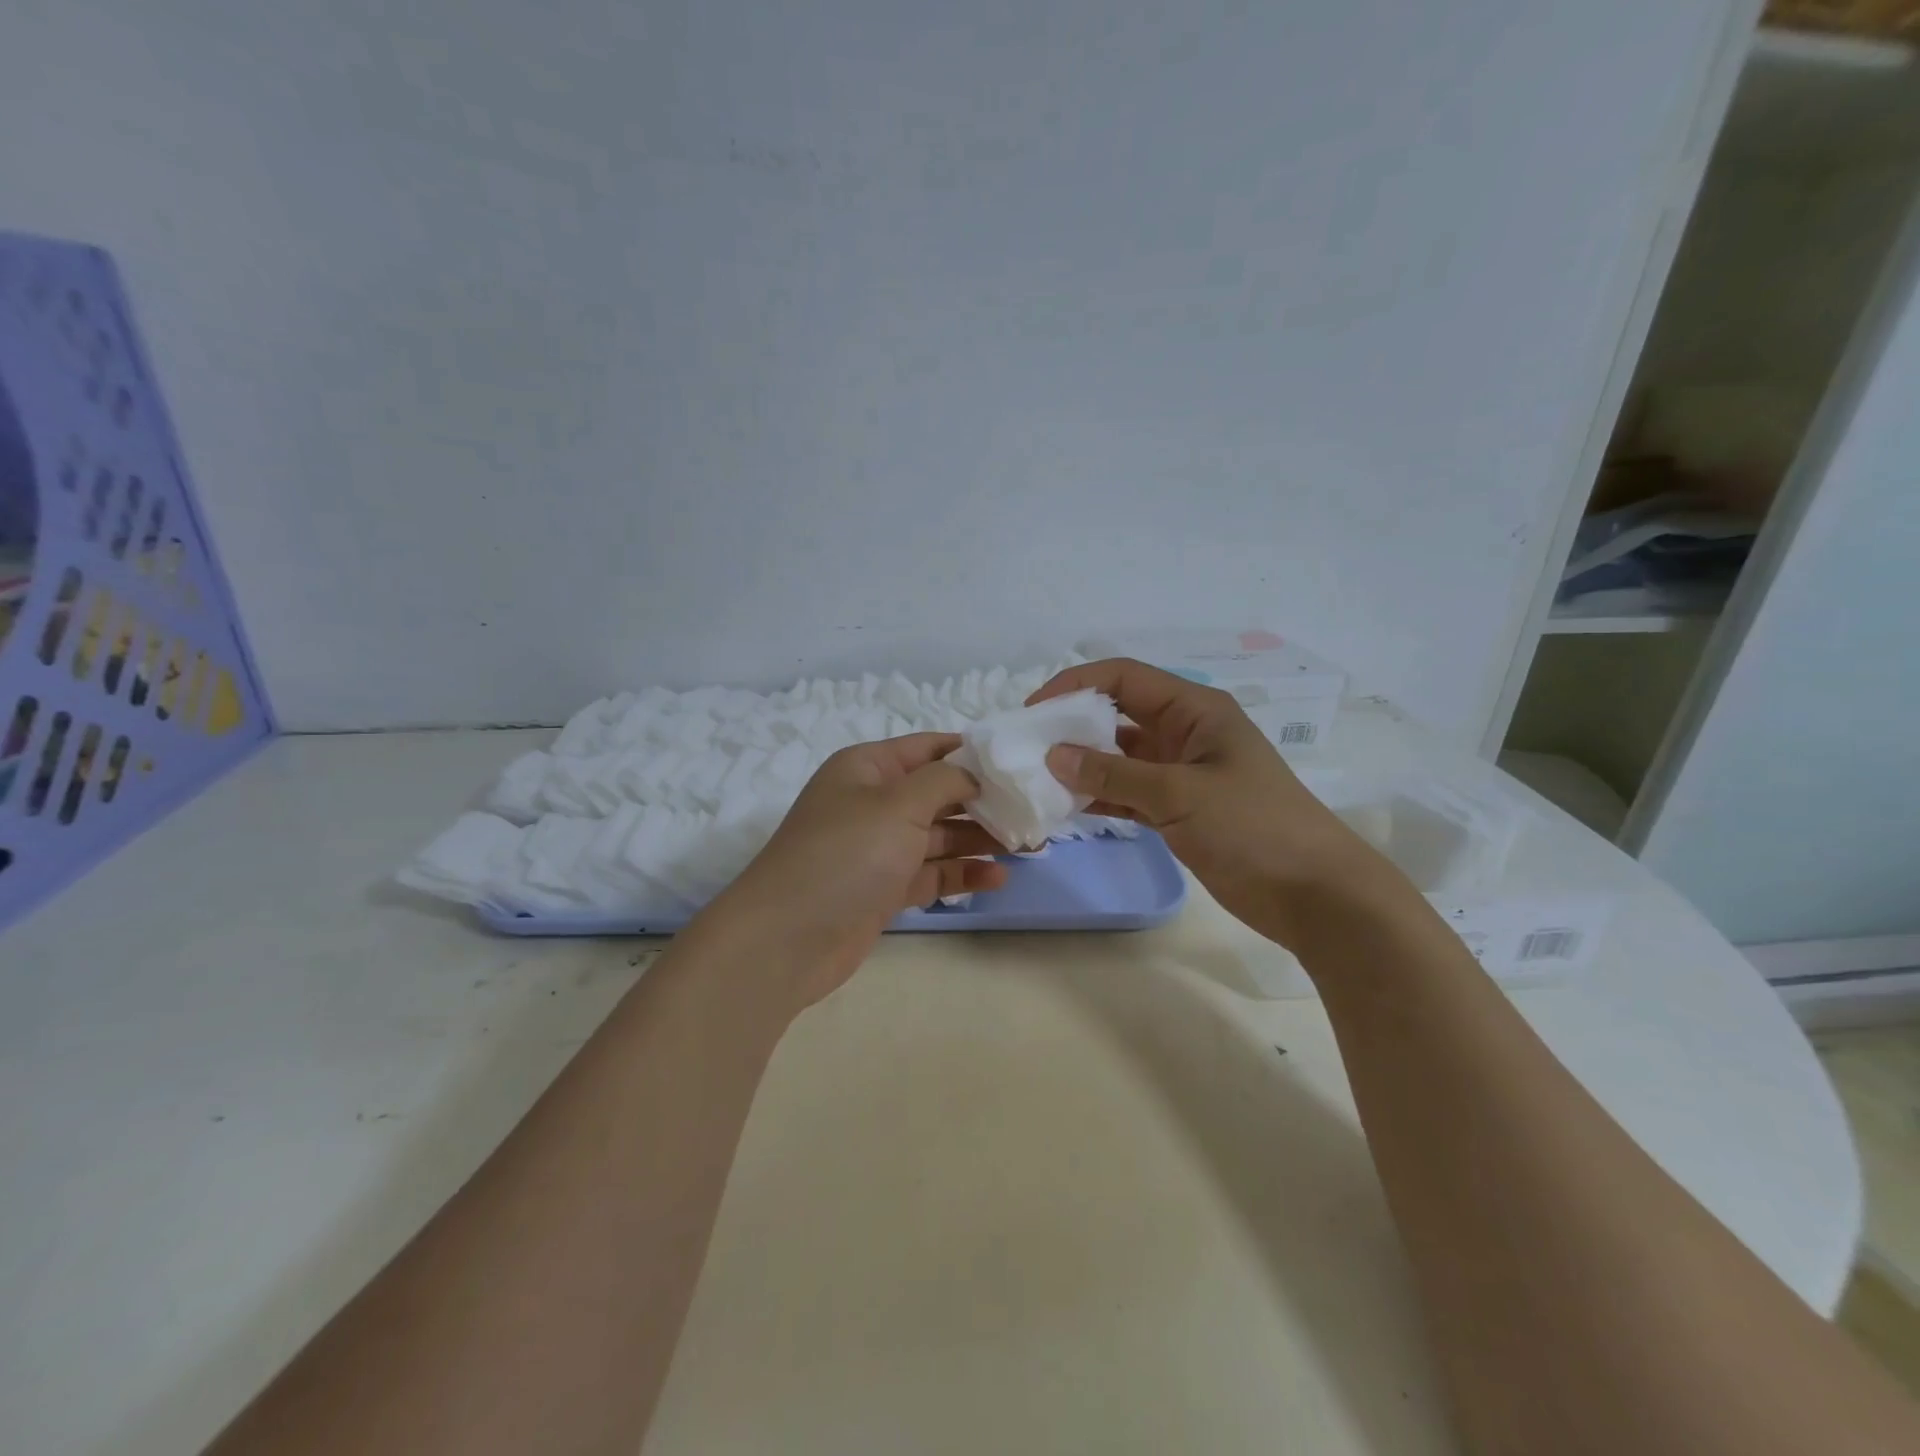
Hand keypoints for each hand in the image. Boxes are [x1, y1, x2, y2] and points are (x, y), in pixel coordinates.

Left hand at [704, 733, 1008, 1009]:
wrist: (787, 939)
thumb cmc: (845, 855)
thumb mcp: (897, 804)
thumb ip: (944, 781)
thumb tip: (974, 772)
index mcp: (868, 767)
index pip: (929, 748)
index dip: (973, 752)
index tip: (1020, 763)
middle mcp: (873, 802)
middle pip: (938, 793)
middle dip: (984, 800)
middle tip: (1033, 811)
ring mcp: (878, 848)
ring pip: (939, 835)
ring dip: (979, 838)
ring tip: (1029, 845)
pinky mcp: (884, 888)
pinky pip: (931, 873)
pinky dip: (962, 873)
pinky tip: (998, 877)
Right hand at [1032, 658, 1382, 947]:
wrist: (1315, 894)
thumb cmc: (1253, 827)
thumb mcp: (1179, 793)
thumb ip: (1113, 772)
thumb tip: (1054, 754)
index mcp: (1194, 710)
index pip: (1124, 678)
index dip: (1076, 685)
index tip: (1034, 710)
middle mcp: (1185, 733)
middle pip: (1118, 714)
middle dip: (1074, 725)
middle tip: (1028, 746)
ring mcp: (1182, 772)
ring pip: (1120, 756)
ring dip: (1084, 764)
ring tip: (1039, 778)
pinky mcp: (1180, 809)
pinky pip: (1129, 791)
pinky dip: (1101, 795)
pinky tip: (1068, 805)